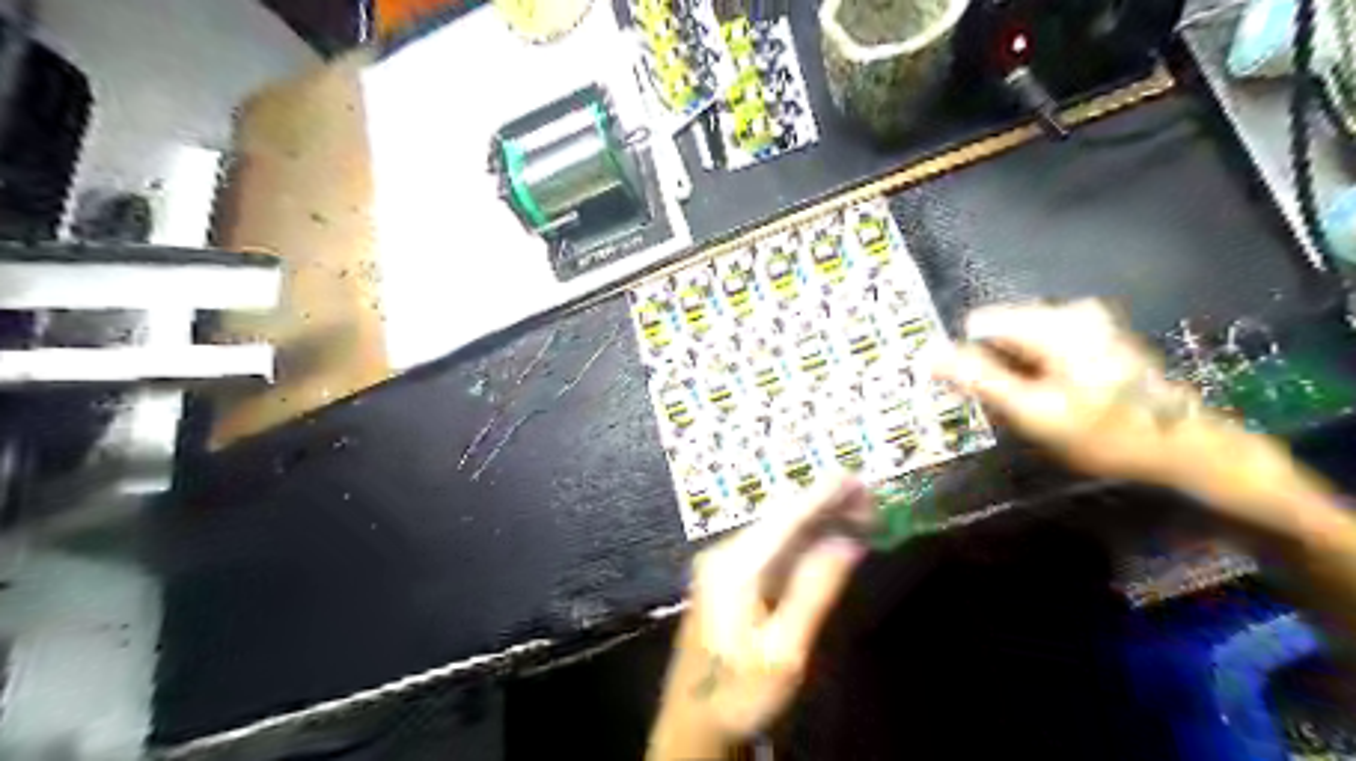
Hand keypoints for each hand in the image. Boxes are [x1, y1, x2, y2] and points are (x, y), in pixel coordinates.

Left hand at [648, 472, 878, 756]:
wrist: (693, 720)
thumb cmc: (738, 693)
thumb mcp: (783, 653)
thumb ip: (813, 592)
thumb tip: (846, 543)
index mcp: (735, 567)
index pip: (786, 518)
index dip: (823, 494)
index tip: (858, 478)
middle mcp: (725, 553)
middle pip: (782, 518)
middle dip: (826, 504)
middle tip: (871, 501)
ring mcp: (724, 562)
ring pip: (778, 530)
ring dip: (818, 520)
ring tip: (859, 515)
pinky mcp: (729, 575)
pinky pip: (772, 546)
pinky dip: (803, 539)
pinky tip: (827, 539)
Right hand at [945, 300, 1219, 483]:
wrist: (1182, 446)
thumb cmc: (1105, 433)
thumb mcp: (1034, 411)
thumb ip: (979, 378)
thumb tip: (928, 355)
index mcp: (1054, 322)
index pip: (979, 324)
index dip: (967, 358)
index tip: (977, 394)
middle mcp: (1069, 309)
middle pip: (1000, 331)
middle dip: (994, 365)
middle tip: (1010, 407)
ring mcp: (1085, 319)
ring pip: (1018, 341)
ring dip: (1013, 370)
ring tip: (1032, 406)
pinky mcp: (1093, 332)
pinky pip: (1041, 345)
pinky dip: (1033, 368)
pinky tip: (1050, 395)